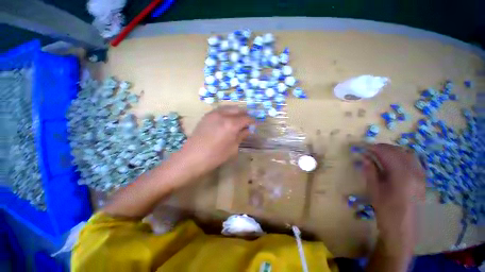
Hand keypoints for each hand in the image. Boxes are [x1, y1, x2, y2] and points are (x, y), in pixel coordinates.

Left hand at [176, 106, 254, 176]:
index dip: (252, 121)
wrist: (192, 157)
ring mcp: (213, 113)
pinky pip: (221, 110)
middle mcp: (223, 115)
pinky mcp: (207, 115)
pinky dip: (227, 112)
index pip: (246, 118)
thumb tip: (248, 129)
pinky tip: (228, 119)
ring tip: (239, 119)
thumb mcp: (233, 148)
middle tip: (248, 122)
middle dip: (245, 114)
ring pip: (229, 107)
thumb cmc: (215, 156)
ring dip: (236, 112)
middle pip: (238, 109)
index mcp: (231, 124)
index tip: (255, 124)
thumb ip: (241, 136)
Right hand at [362, 144, 424, 256]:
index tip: (361, 147)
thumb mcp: (374, 190)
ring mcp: (421, 175)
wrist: (403, 229)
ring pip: (408, 154)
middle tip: (368, 149)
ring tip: (379, 153)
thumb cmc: (386, 210)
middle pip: (399, 151)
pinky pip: (414, 161)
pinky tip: (394, 160)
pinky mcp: (422, 179)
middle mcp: (414, 172)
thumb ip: (370, 171)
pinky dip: (402, 156)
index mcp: (401, 175)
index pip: (387, 153)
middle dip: (382, 147)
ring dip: (392, 151)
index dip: (373, 148)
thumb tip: (364, 157)